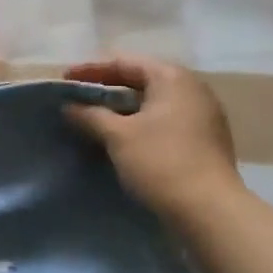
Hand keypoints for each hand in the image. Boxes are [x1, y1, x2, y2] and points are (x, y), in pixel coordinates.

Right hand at [62, 55, 243, 221]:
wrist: (208, 210)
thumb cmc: (160, 161)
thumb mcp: (117, 135)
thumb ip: (90, 115)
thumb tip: (69, 107)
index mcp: (173, 79)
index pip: (126, 63)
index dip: (92, 70)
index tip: (64, 79)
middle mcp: (193, 90)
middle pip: (142, 79)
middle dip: (107, 87)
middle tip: (78, 97)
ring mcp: (202, 116)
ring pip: (153, 103)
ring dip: (122, 108)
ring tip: (94, 117)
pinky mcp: (203, 141)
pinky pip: (163, 121)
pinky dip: (139, 123)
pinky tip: (120, 138)